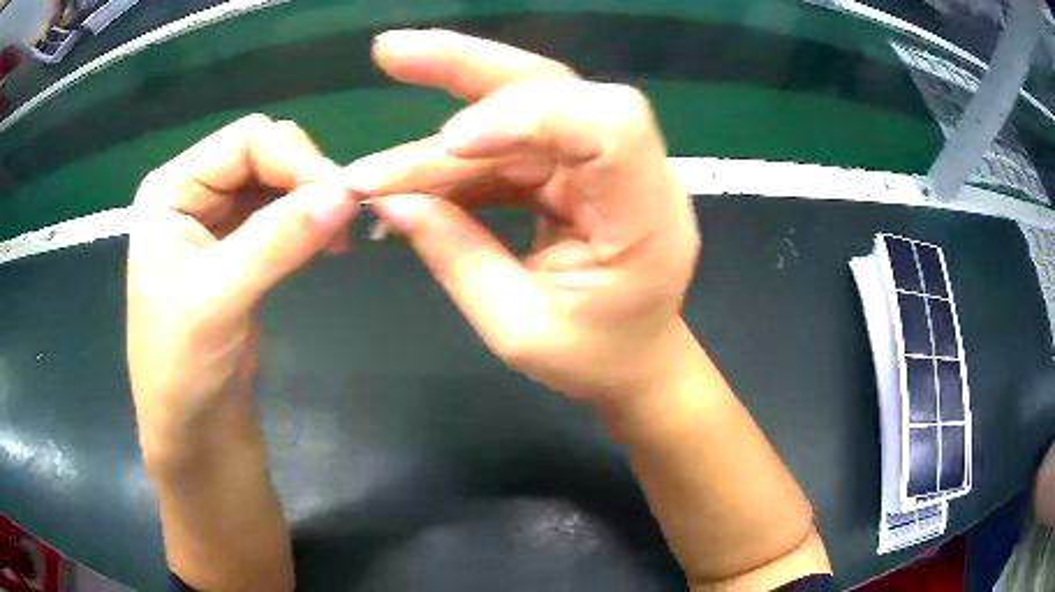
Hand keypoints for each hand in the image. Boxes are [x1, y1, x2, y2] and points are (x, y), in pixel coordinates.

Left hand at [127, 114, 357, 457]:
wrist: (190, 427)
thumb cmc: (181, 367)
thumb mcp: (219, 301)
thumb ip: (277, 241)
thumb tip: (346, 192)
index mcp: (172, 189)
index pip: (246, 141)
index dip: (296, 159)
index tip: (342, 198)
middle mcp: (193, 191)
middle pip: (264, 151)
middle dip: (306, 177)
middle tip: (343, 219)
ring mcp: (215, 217)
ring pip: (277, 179)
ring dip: (311, 198)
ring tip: (338, 238)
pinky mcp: (238, 244)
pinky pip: (280, 211)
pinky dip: (308, 219)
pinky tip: (325, 242)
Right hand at [345, 30, 699, 402]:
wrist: (635, 362)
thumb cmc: (594, 359)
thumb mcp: (518, 331)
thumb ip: (456, 257)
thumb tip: (389, 200)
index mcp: (646, 220)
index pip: (610, 125)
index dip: (527, 114)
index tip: (451, 143)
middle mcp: (635, 174)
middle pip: (561, 88)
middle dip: (471, 67)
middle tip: (393, 52)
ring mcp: (604, 166)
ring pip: (525, 110)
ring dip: (447, 113)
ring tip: (384, 121)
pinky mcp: (576, 170)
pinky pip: (513, 145)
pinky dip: (458, 158)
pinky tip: (413, 173)